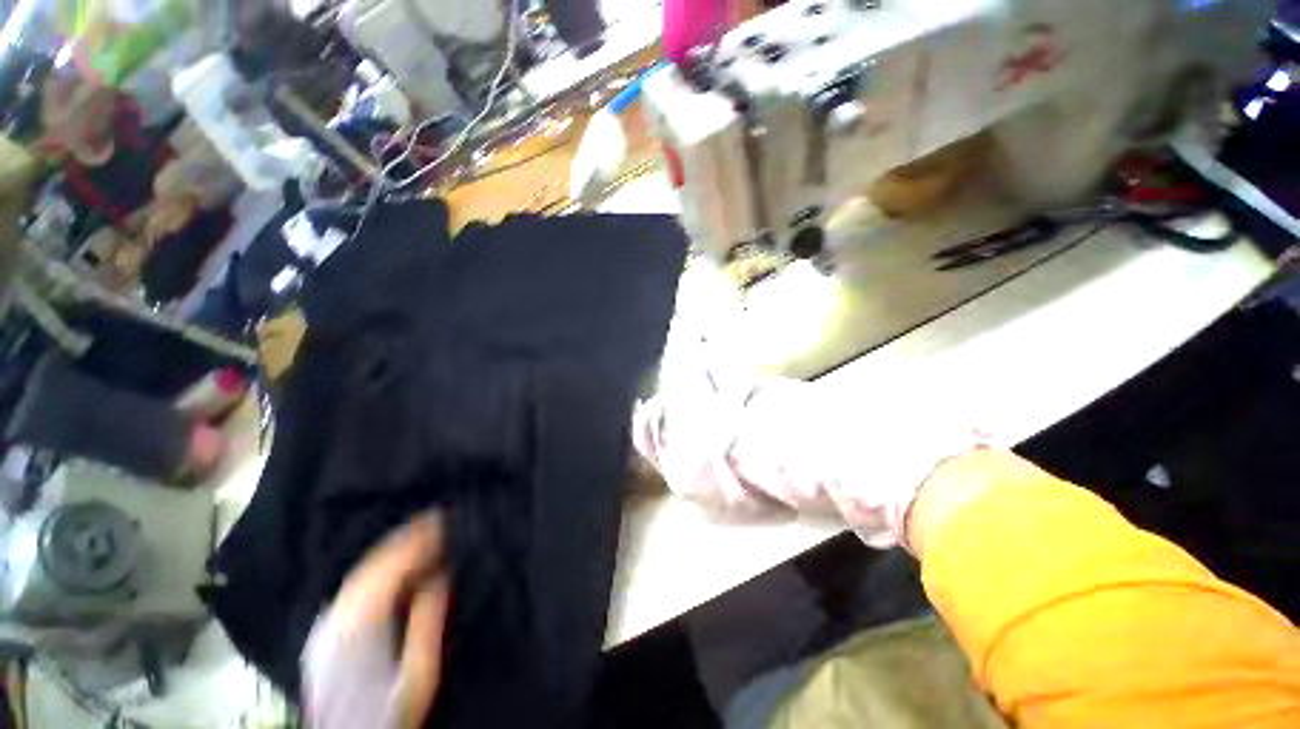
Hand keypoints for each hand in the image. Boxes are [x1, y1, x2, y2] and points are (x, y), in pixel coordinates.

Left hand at [303, 513, 450, 728]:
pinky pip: (354, 585)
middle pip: (373, 563)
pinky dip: (379, 567)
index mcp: (361, 624)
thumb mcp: (419, 672)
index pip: (390, 566)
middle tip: (437, 519)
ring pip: (361, 572)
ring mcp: (327, 624)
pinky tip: (396, 564)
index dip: (417, 539)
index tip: (443, 519)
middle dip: (406, 537)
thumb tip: (441, 574)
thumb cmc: (391, 712)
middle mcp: (337, 617)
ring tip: (421, 534)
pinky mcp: (326, 632)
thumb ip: (428, 620)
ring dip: (393, 549)